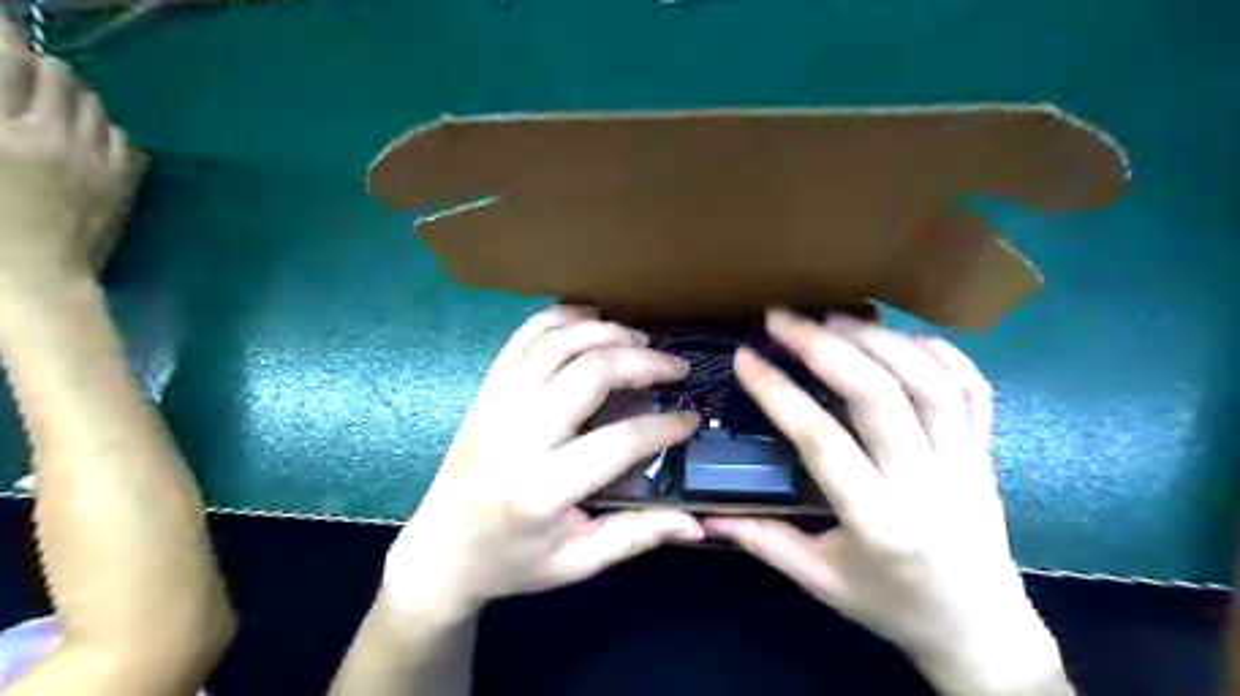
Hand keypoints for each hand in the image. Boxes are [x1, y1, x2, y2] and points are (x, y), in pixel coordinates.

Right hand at [1, 25, 141, 293]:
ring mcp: (98, 162)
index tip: (2, 32)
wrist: (35, 283)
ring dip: (74, 97)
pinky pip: (124, 140)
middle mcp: (53, 136)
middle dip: (39, 66)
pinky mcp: (124, 185)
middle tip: (23, 72)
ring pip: (97, 106)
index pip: (5, 58)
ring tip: (53, 104)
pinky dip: (105, 130)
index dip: (3, 36)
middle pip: (59, 76)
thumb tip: (10, 108)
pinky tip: (88, 139)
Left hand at [384, 308, 700, 616]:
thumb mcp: (577, 562)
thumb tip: (696, 524)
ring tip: (641, 340)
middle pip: (590, 372)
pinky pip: (523, 337)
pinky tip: (590, 317)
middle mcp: (517, 434)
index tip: (690, 419)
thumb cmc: (512, 562)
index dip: (664, 426)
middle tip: (676, 367)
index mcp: (542, 488)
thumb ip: (636, 537)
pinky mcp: (486, 390)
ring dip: (607, 332)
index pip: (619, 440)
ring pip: (558, 343)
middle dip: (643, 361)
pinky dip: (560, 317)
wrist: (440, 550)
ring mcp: (497, 404)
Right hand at [707, 310, 1064, 694]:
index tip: (746, 358)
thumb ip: (765, 543)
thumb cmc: (894, 606)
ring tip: (832, 317)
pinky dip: (940, 353)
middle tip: (784, 318)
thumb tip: (707, 516)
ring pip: (929, 382)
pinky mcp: (987, 453)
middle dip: (825, 346)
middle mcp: (927, 484)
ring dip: (877, 339)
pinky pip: (975, 389)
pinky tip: (900, 336)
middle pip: (879, 395)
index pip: (822, 441)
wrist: (983, 631)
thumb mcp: (822, 583)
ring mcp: (965, 463)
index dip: (779, 393)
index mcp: (879, 522)